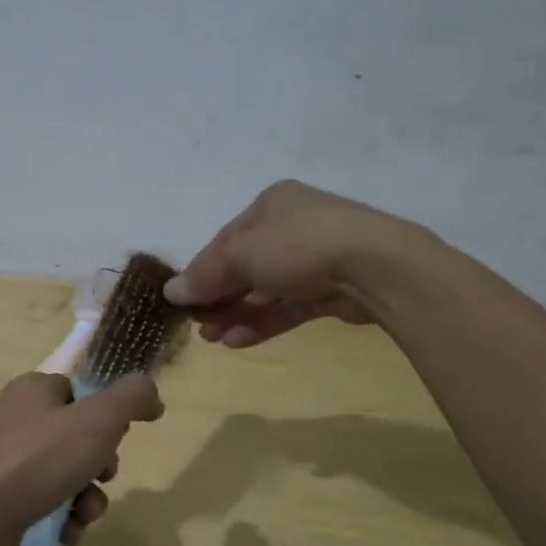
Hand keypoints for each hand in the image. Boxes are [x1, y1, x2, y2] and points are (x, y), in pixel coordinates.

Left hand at [0, 372, 163, 545]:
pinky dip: (63, 518)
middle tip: (101, 478)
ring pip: (68, 474)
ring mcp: (7, 460)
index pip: (82, 394)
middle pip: (79, 437)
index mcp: (35, 390)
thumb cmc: (37, 461)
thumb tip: (152, 394)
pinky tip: (66, 534)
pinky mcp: (1, 498)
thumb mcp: (98, 421)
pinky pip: (47, 502)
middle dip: (100, 466)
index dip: (107, 418)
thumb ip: (131, 399)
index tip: (116, 440)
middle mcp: (19, 419)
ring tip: (83, 516)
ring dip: (87, 498)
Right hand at [166, 180, 413, 347]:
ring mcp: (316, 258)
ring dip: (237, 313)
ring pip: (267, 288)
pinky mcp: (332, 289)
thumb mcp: (240, 255)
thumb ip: (205, 274)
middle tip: (197, 325)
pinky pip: (289, 305)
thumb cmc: (297, 245)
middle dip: (219, 296)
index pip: (226, 239)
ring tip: (212, 339)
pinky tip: (238, 341)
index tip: (182, 299)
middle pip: (245, 264)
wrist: (374, 266)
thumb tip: (171, 291)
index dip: (201, 269)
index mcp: (271, 204)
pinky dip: (263, 321)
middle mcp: (293, 226)